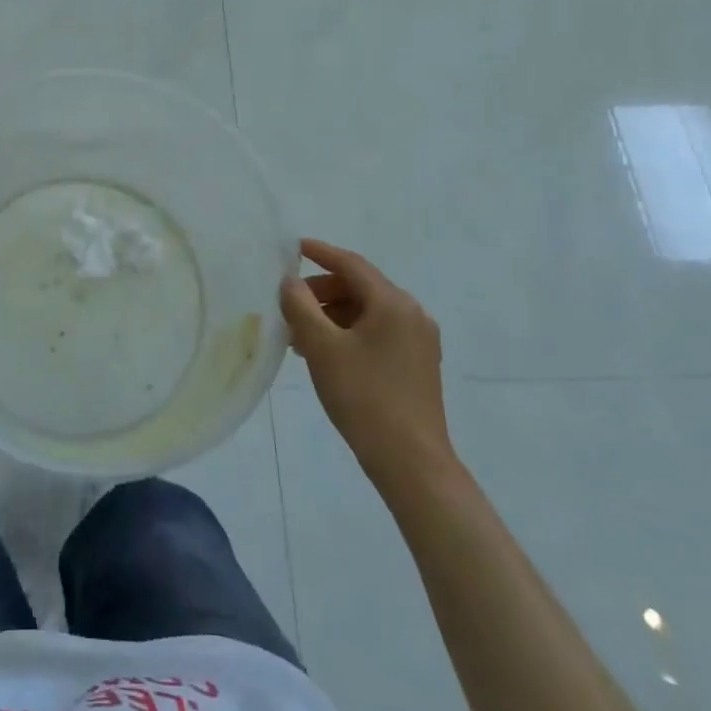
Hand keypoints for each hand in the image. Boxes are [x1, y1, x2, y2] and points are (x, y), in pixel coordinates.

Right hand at [280, 239, 454, 479]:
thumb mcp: (322, 348)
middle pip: (360, 287)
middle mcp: (412, 314)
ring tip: (301, 336)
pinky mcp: (418, 364)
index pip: (351, 264)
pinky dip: (350, 333)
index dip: (320, 253)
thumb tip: (290, 281)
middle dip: (322, 291)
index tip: (293, 247)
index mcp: (393, 303)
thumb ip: (301, 307)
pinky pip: (378, 332)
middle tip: (290, 305)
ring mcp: (419, 341)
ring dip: (333, 315)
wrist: (412, 463)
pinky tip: (326, 354)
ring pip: (368, 312)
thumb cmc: (364, 397)